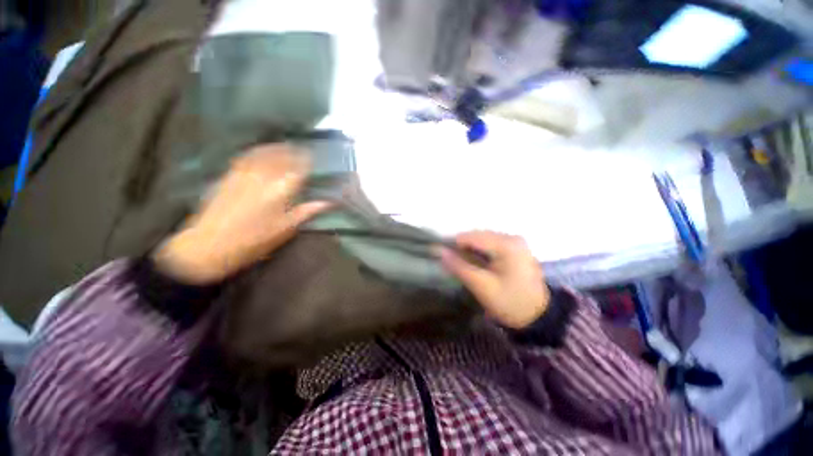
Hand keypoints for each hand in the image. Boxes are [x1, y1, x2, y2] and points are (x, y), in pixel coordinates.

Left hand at [153, 144, 330, 283]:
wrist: (210, 245)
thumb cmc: (254, 240)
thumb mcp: (286, 229)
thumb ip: (306, 211)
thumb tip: (328, 202)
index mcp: (281, 190)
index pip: (299, 168)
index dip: (307, 160)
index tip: (314, 157)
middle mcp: (264, 177)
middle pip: (282, 156)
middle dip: (294, 152)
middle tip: (302, 151)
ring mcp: (244, 174)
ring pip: (264, 153)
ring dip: (277, 148)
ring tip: (285, 146)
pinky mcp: (229, 175)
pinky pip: (247, 156)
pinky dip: (258, 151)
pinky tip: (261, 151)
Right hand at [440, 231, 548, 328]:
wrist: (539, 317)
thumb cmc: (510, 302)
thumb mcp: (481, 286)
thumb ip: (459, 266)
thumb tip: (439, 251)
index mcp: (506, 244)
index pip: (471, 237)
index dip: (453, 244)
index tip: (441, 256)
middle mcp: (512, 237)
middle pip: (477, 236)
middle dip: (462, 247)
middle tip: (452, 263)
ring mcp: (515, 242)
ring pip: (483, 239)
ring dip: (471, 249)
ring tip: (464, 264)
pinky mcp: (516, 248)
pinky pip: (491, 244)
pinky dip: (480, 251)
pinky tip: (477, 263)